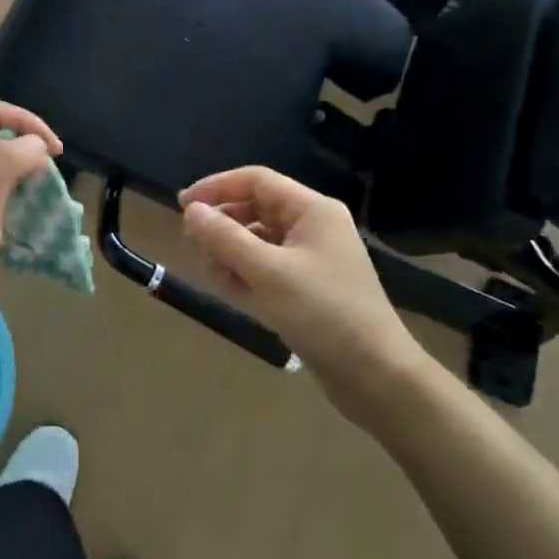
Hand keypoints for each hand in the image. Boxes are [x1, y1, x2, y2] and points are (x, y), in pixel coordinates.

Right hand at [180, 166, 427, 408]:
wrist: (376, 377)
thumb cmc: (323, 314)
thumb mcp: (267, 273)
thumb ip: (225, 238)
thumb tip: (191, 210)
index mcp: (312, 211)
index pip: (256, 181)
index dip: (217, 187)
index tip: (182, 206)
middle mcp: (312, 228)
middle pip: (255, 209)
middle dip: (221, 224)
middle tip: (191, 244)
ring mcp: (310, 260)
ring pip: (257, 241)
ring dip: (229, 252)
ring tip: (209, 272)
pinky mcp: (306, 289)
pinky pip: (266, 268)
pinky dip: (244, 274)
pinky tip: (226, 289)